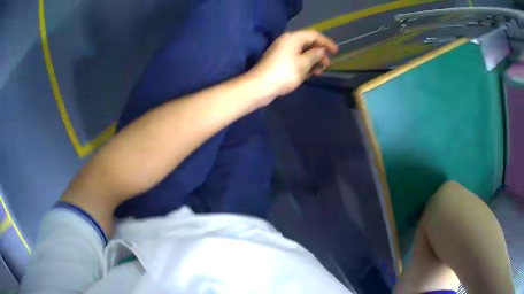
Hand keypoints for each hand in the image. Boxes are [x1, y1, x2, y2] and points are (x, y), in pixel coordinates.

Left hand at [249, 30, 337, 99]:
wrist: (260, 86)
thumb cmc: (284, 73)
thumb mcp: (304, 64)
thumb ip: (315, 55)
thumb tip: (321, 50)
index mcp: (293, 38)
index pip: (314, 35)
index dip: (326, 42)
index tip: (336, 52)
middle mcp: (287, 41)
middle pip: (308, 43)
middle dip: (320, 52)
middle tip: (329, 62)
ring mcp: (282, 51)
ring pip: (302, 52)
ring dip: (314, 60)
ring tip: (323, 69)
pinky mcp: (279, 61)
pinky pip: (296, 59)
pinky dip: (305, 64)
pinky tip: (312, 73)